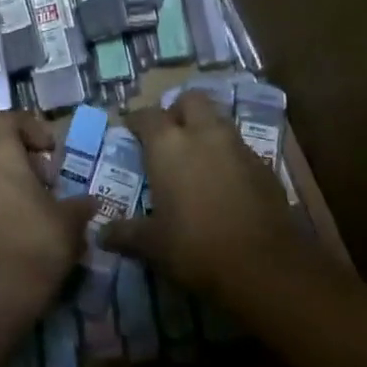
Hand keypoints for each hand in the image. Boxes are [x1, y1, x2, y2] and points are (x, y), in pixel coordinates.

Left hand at [0, 112, 94, 295]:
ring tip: (30, 207)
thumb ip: (79, 204)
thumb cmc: (38, 241)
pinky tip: (11, 230)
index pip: (9, 120)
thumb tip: (90, 202)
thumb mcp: (69, 220)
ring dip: (4, 182)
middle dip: (20, 157)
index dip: (32, 129)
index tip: (51, 151)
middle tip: (45, 181)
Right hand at [103, 92, 302, 297]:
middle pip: (190, 100)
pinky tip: (225, 182)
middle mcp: (203, 134)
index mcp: (169, 145)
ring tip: (197, 157)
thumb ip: (127, 234)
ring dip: (206, 130)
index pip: (147, 115)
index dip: (137, 121)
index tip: (131, 131)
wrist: (264, 265)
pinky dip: (229, 155)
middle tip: (170, 135)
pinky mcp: (264, 165)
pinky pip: (240, 148)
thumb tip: (101, 235)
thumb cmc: (196, 248)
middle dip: (178, 111)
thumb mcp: (153, 245)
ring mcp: (238, 146)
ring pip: (218, 120)